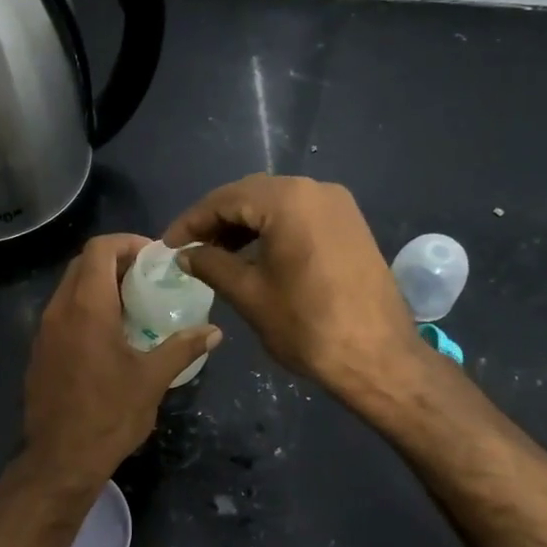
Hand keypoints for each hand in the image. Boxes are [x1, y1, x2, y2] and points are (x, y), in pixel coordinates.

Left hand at [22, 234, 220, 487]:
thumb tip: (215, 331)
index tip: (154, 258)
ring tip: (134, 305)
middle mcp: (59, 310)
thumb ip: (183, 348)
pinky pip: (63, 312)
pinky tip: (110, 335)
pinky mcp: (40, 351)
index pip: (99, 248)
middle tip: (148, 278)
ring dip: (100, 285)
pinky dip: (86, 308)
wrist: (60, 459)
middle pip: (83, 263)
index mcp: (86, 307)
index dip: (127, 243)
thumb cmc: (109, 415)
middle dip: (116, 261)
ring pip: (70, 288)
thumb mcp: (152, 380)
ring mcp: (44, 331)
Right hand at [165, 175, 425, 403]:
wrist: (377, 357)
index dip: (192, 221)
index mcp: (288, 200)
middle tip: (190, 249)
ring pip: (277, 204)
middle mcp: (315, 189)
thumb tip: (185, 254)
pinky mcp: (350, 225)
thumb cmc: (306, 325)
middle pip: (252, 195)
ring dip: (244, 225)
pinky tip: (254, 256)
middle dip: (217, 220)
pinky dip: (272, 230)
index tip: (168, 245)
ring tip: (217, 255)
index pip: (225, 199)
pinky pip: (300, 216)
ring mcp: (338, 206)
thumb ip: (211, 265)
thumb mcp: (248, 294)